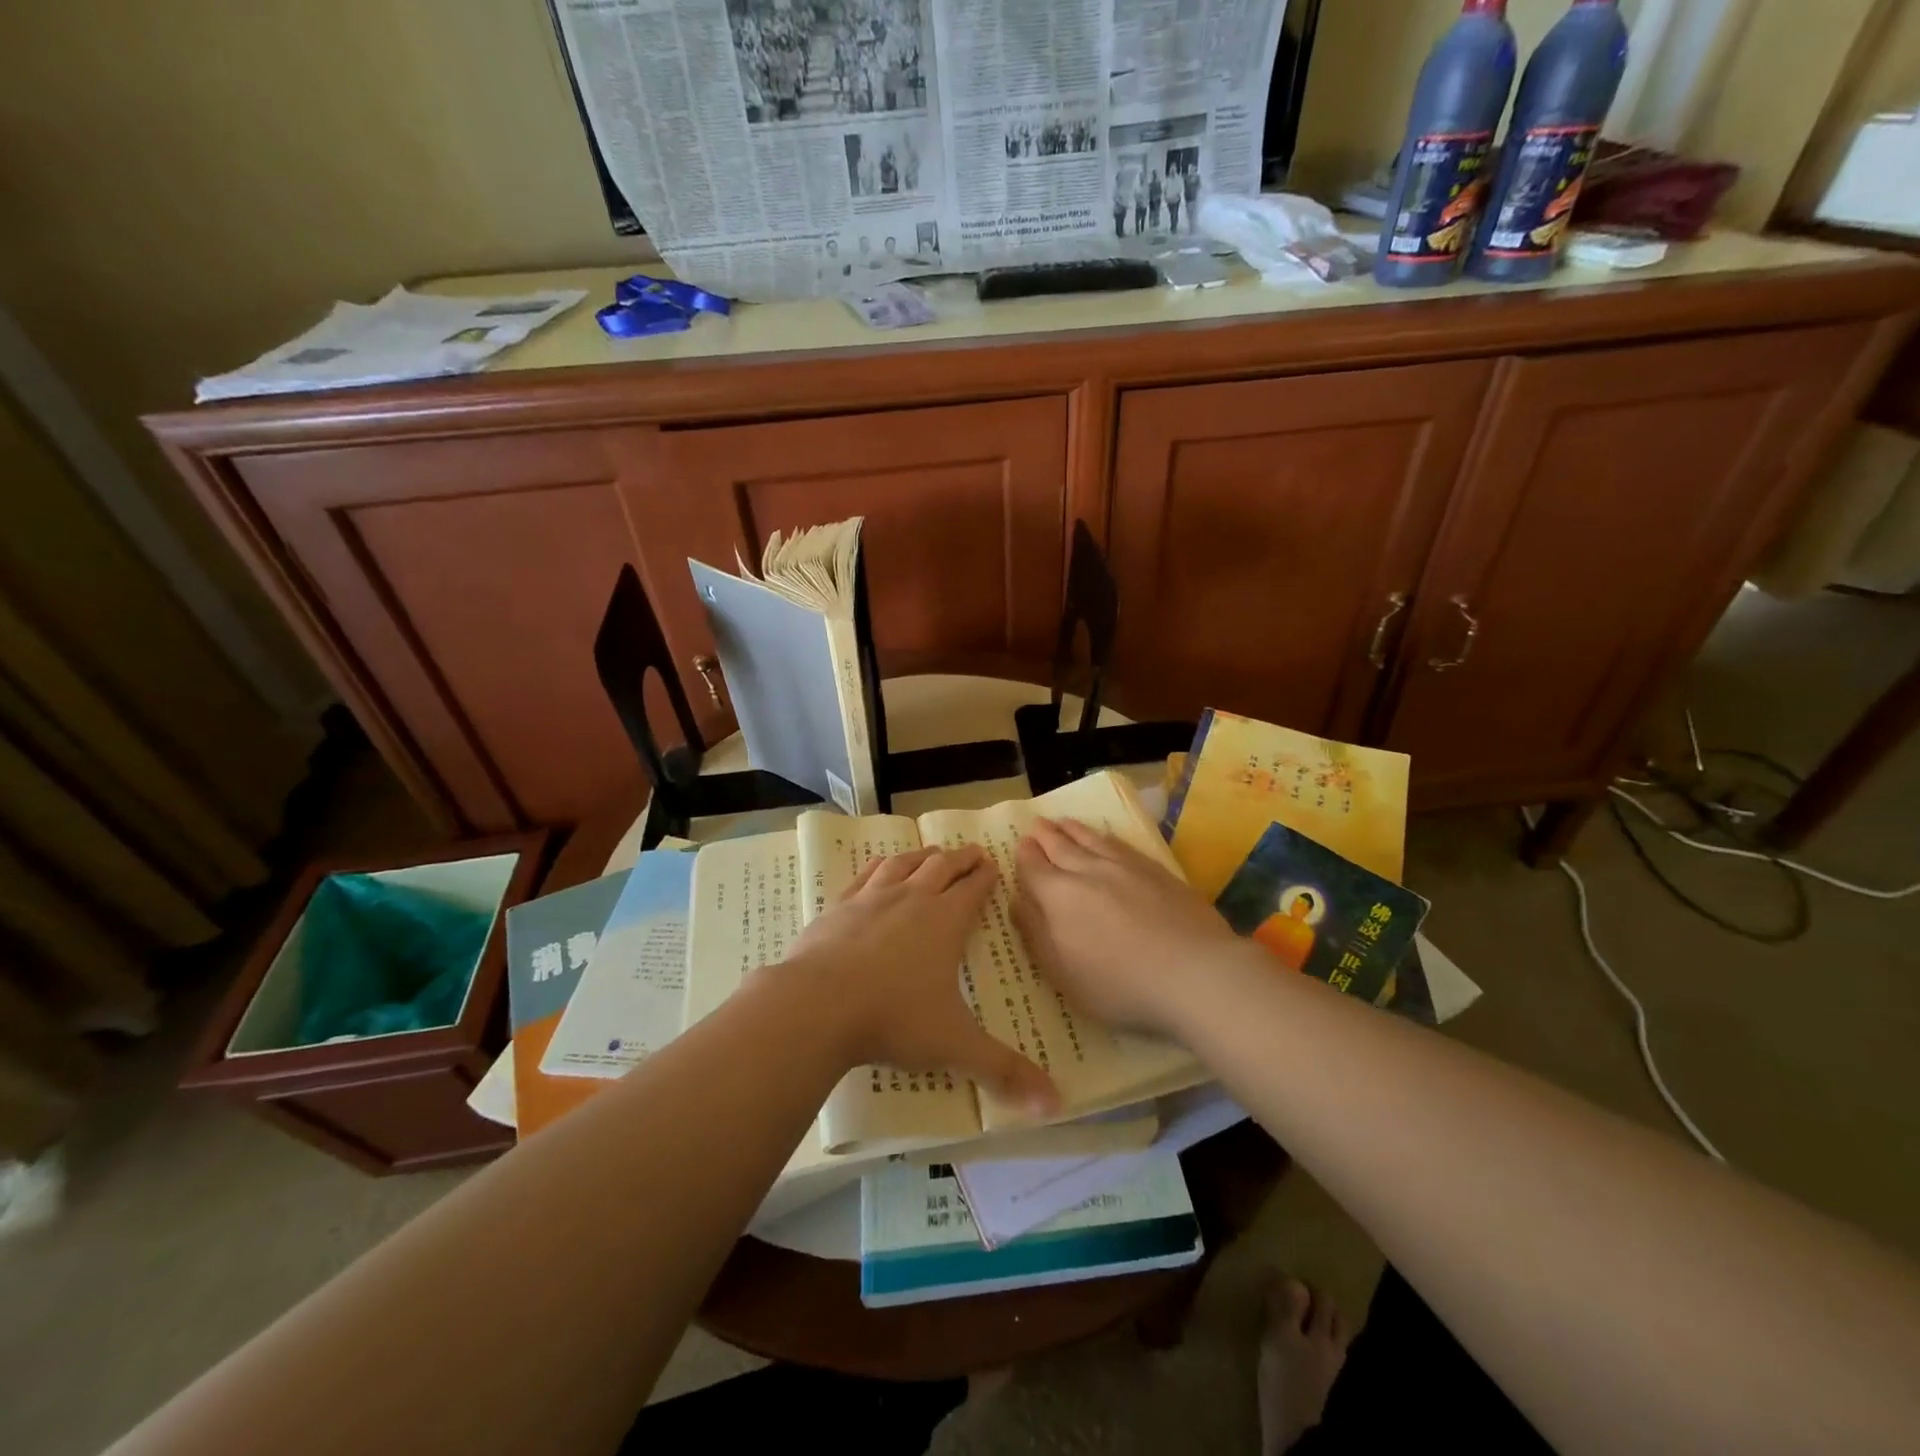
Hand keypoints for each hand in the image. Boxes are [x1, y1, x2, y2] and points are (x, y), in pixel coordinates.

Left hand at [784, 846, 1057, 1115]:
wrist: (817, 1005)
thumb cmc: (894, 1020)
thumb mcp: (955, 1046)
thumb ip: (1004, 1071)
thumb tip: (1056, 1104)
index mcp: (946, 922)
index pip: (973, 889)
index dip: (986, 876)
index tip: (994, 864)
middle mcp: (912, 899)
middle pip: (941, 867)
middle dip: (961, 859)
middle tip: (972, 852)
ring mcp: (872, 899)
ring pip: (904, 864)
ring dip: (922, 856)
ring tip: (931, 853)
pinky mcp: (839, 907)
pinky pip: (865, 875)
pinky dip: (879, 866)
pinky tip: (879, 867)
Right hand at [1013, 817, 1245, 1035]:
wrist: (1193, 972)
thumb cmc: (1119, 984)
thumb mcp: (1063, 973)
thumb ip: (1036, 934)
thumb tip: (1017, 900)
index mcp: (1059, 897)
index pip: (1034, 868)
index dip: (1025, 856)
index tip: (1020, 843)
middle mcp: (1088, 872)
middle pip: (1060, 847)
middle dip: (1045, 835)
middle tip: (1037, 823)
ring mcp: (1125, 867)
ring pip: (1091, 840)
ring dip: (1073, 830)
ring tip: (1063, 822)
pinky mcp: (1156, 870)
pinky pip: (1121, 844)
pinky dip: (1106, 837)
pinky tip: (1105, 837)